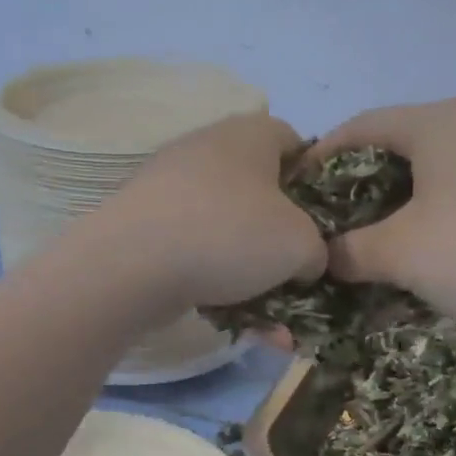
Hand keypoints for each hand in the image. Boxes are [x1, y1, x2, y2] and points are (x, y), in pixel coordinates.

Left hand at [98, 113, 326, 313]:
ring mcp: (171, 188)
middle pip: (261, 191)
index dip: (317, 180)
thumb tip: (305, 260)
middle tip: (298, 273)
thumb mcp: (301, 243)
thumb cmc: (229, 235)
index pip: (296, 142)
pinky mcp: (146, 226)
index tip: (325, 222)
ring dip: (253, 273)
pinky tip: (236, 322)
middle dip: (282, 237)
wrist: (130, 265)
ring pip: (229, 230)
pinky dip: (218, 283)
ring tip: (273, 320)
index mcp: (250, 133)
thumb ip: (318, 249)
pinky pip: (197, 252)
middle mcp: (208, 149)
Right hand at [301, 99, 455, 336]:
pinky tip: (441, 243)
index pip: (363, 126)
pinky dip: (445, 208)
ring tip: (387, 232)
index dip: (324, 155)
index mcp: (439, 122)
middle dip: (366, 179)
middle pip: (405, 143)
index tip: (299, 186)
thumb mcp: (397, 254)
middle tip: (340, 215)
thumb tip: (326, 256)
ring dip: (407, 197)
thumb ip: (349, 250)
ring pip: (443, 166)